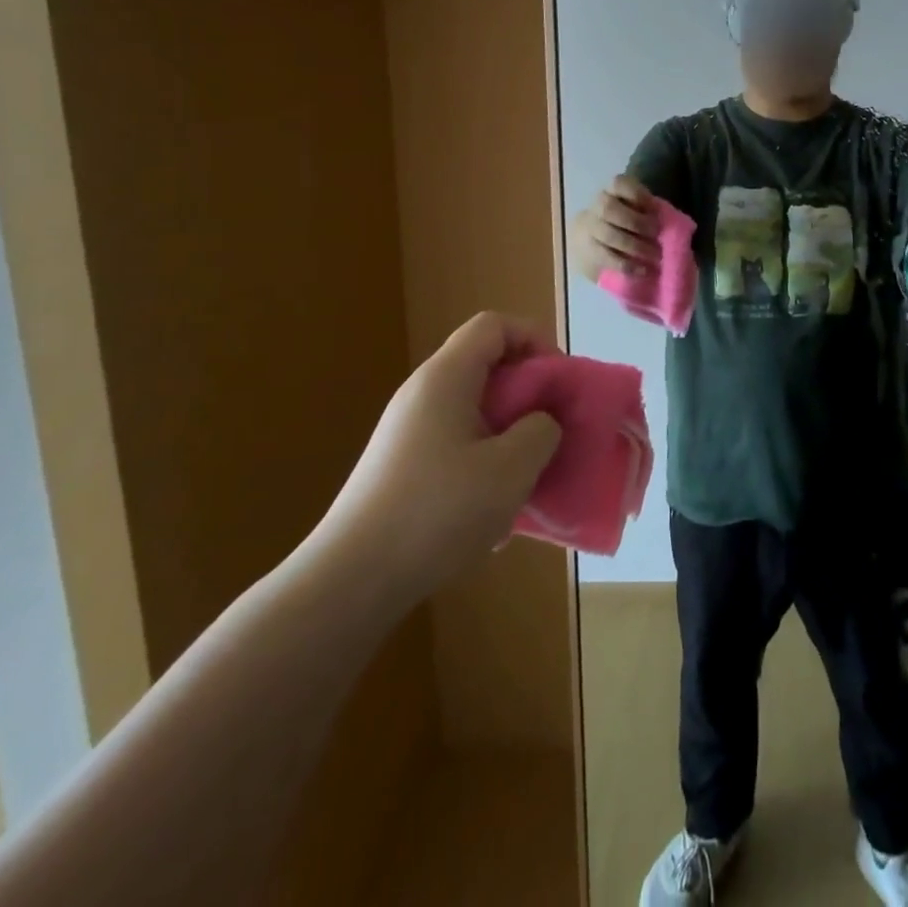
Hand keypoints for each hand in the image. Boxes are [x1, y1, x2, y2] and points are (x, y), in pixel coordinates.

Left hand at [319, 312, 560, 604]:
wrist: (350, 583)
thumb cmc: (437, 512)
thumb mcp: (512, 468)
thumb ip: (542, 430)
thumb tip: (541, 423)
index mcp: (446, 378)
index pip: (495, 325)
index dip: (534, 339)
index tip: (558, 380)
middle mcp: (422, 394)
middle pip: (486, 366)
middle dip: (528, 393)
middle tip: (552, 429)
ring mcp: (408, 432)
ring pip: (475, 410)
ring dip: (509, 433)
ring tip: (526, 476)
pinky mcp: (401, 467)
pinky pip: (457, 444)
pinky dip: (484, 462)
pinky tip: (492, 511)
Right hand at [574, 175, 658, 277]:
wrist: (594, 242)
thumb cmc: (627, 225)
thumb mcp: (639, 212)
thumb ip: (649, 213)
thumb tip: (670, 223)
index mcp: (612, 192)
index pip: (619, 183)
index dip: (636, 193)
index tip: (653, 207)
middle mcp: (596, 206)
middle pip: (609, 208)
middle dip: (635, 221)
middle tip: (655, 234)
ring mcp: (588, 228)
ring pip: (607, 234)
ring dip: (634, 246)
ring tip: (655, 255)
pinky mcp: (586, 251)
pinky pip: (604, 257)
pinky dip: (626, 264)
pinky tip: (642, 270)